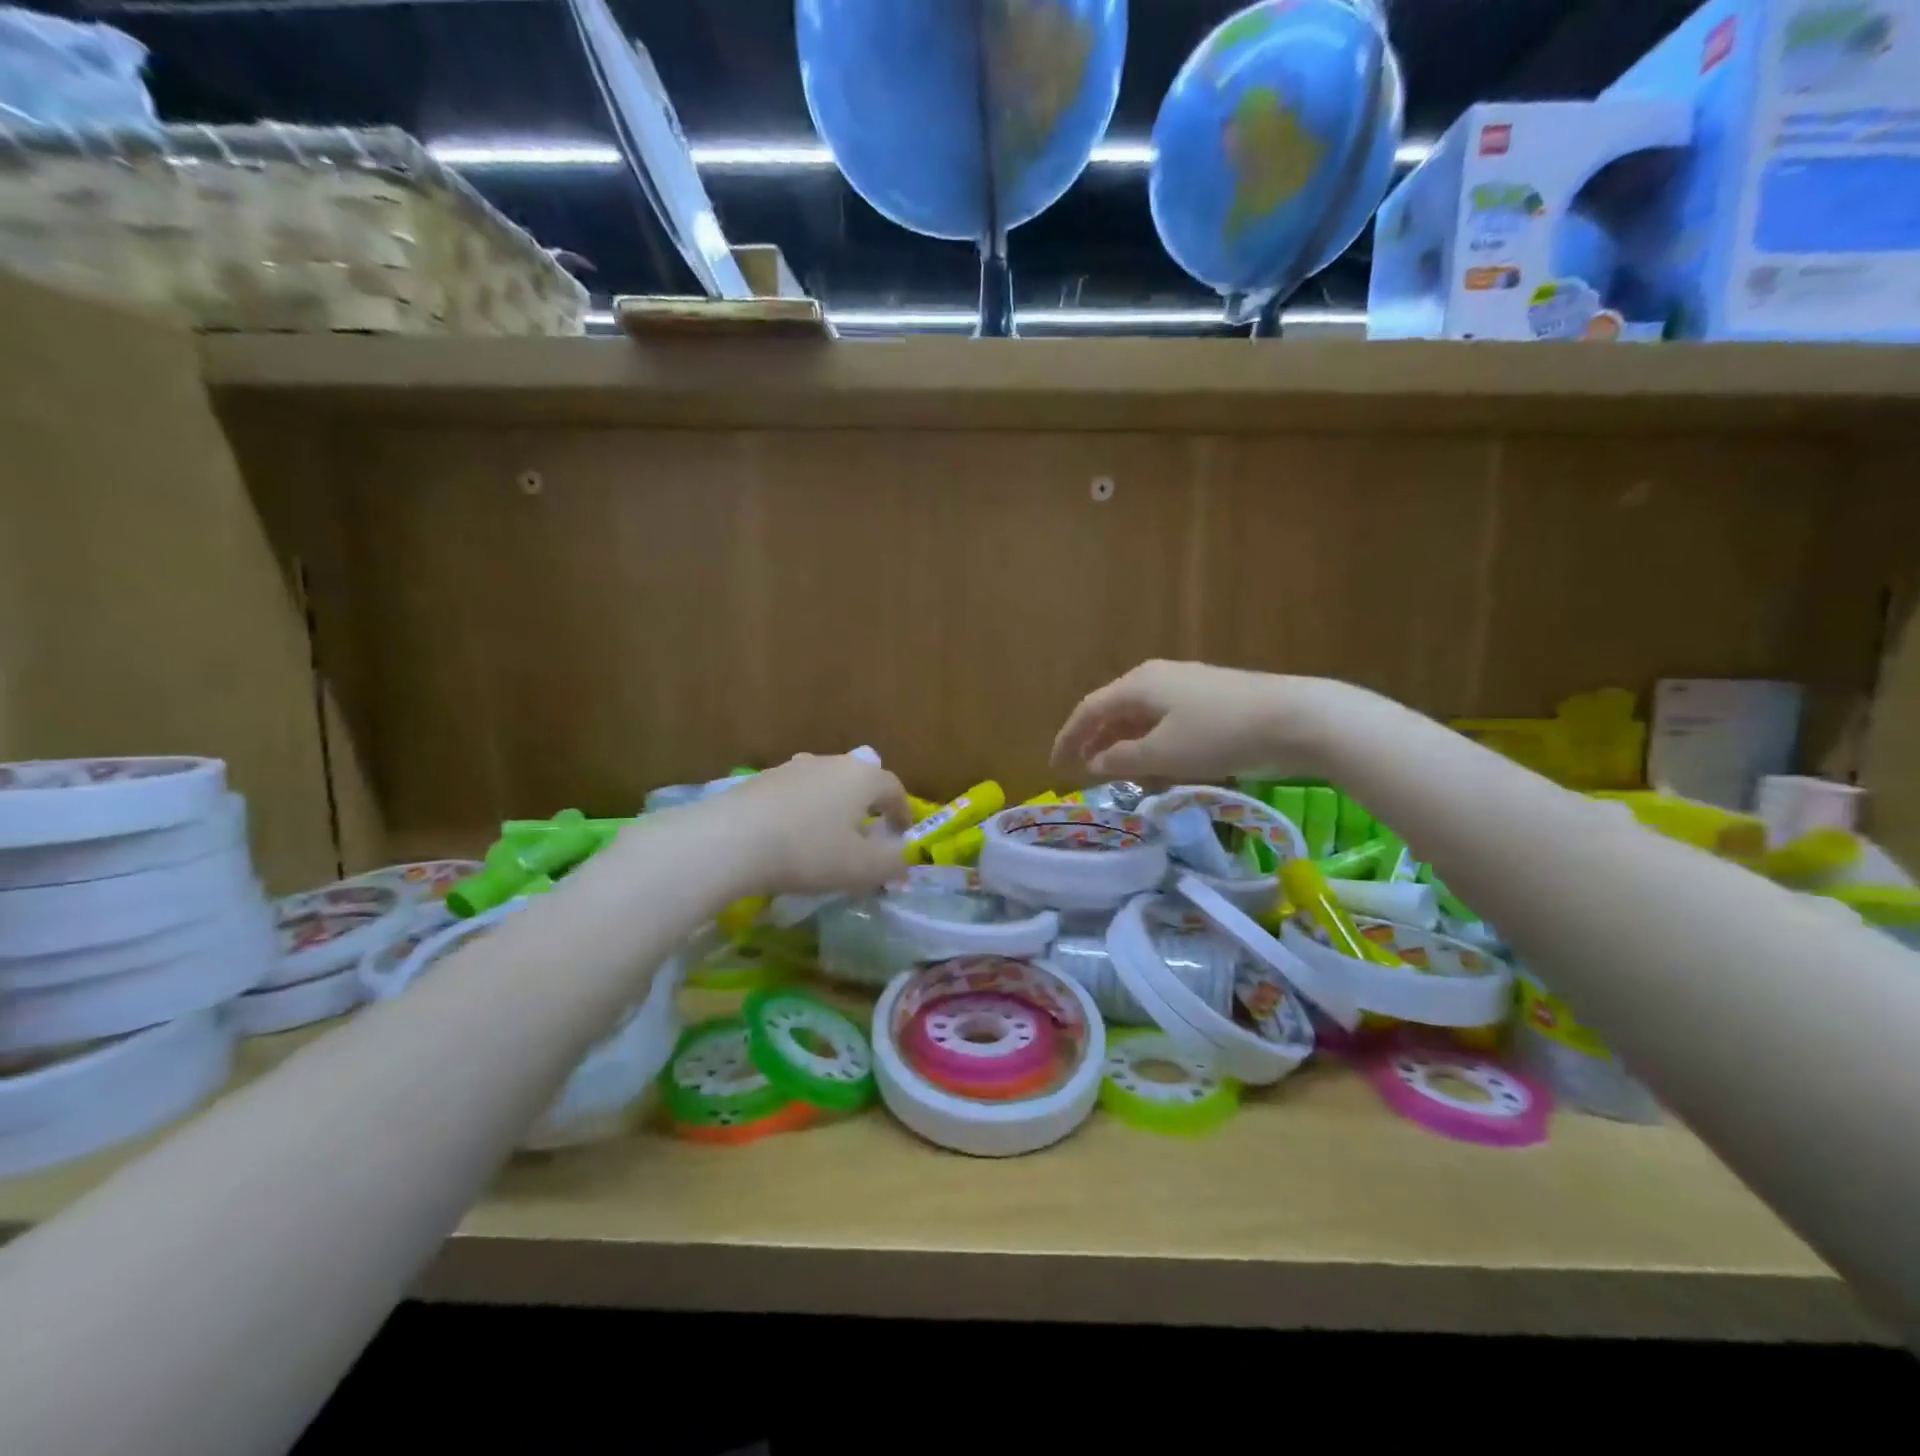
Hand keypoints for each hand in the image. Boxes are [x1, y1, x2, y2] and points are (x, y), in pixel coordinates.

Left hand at [690, 752, 909, 897]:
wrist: (730, 840)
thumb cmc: (809, 851)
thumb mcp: (861, 868)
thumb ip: (892, 863)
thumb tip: (906, 861)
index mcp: (862, 777)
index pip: (894, 788)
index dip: (903, 813)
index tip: (902, 837)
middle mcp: (831, 762)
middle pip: (859, 782)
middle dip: (868, 808)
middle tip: (867, 838)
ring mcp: (793, 767)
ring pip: (825, 786)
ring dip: (833, 808)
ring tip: (827, 838)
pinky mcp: (761, 779)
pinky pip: (795, 794)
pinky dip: (803, 812)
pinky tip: (790, 838)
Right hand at [1052, 660, 1332, 782]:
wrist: (1294, 717)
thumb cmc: (1218, 734)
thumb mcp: (1163, 754)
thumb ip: (1121, 759)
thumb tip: (1094, 763)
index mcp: (1137, 685)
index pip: (1088, 710)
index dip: (1067, 738)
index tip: (1055, 766)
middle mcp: (1156, 677)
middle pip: (1113, 710)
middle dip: (1096, 742)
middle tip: (1084, 772)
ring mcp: (1185, 684)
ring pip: (1141, 716)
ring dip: (1125, 745)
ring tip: (1120, 775)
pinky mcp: (1209, 697)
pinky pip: (1166, 720)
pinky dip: (1153, 743)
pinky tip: (1160, 765)